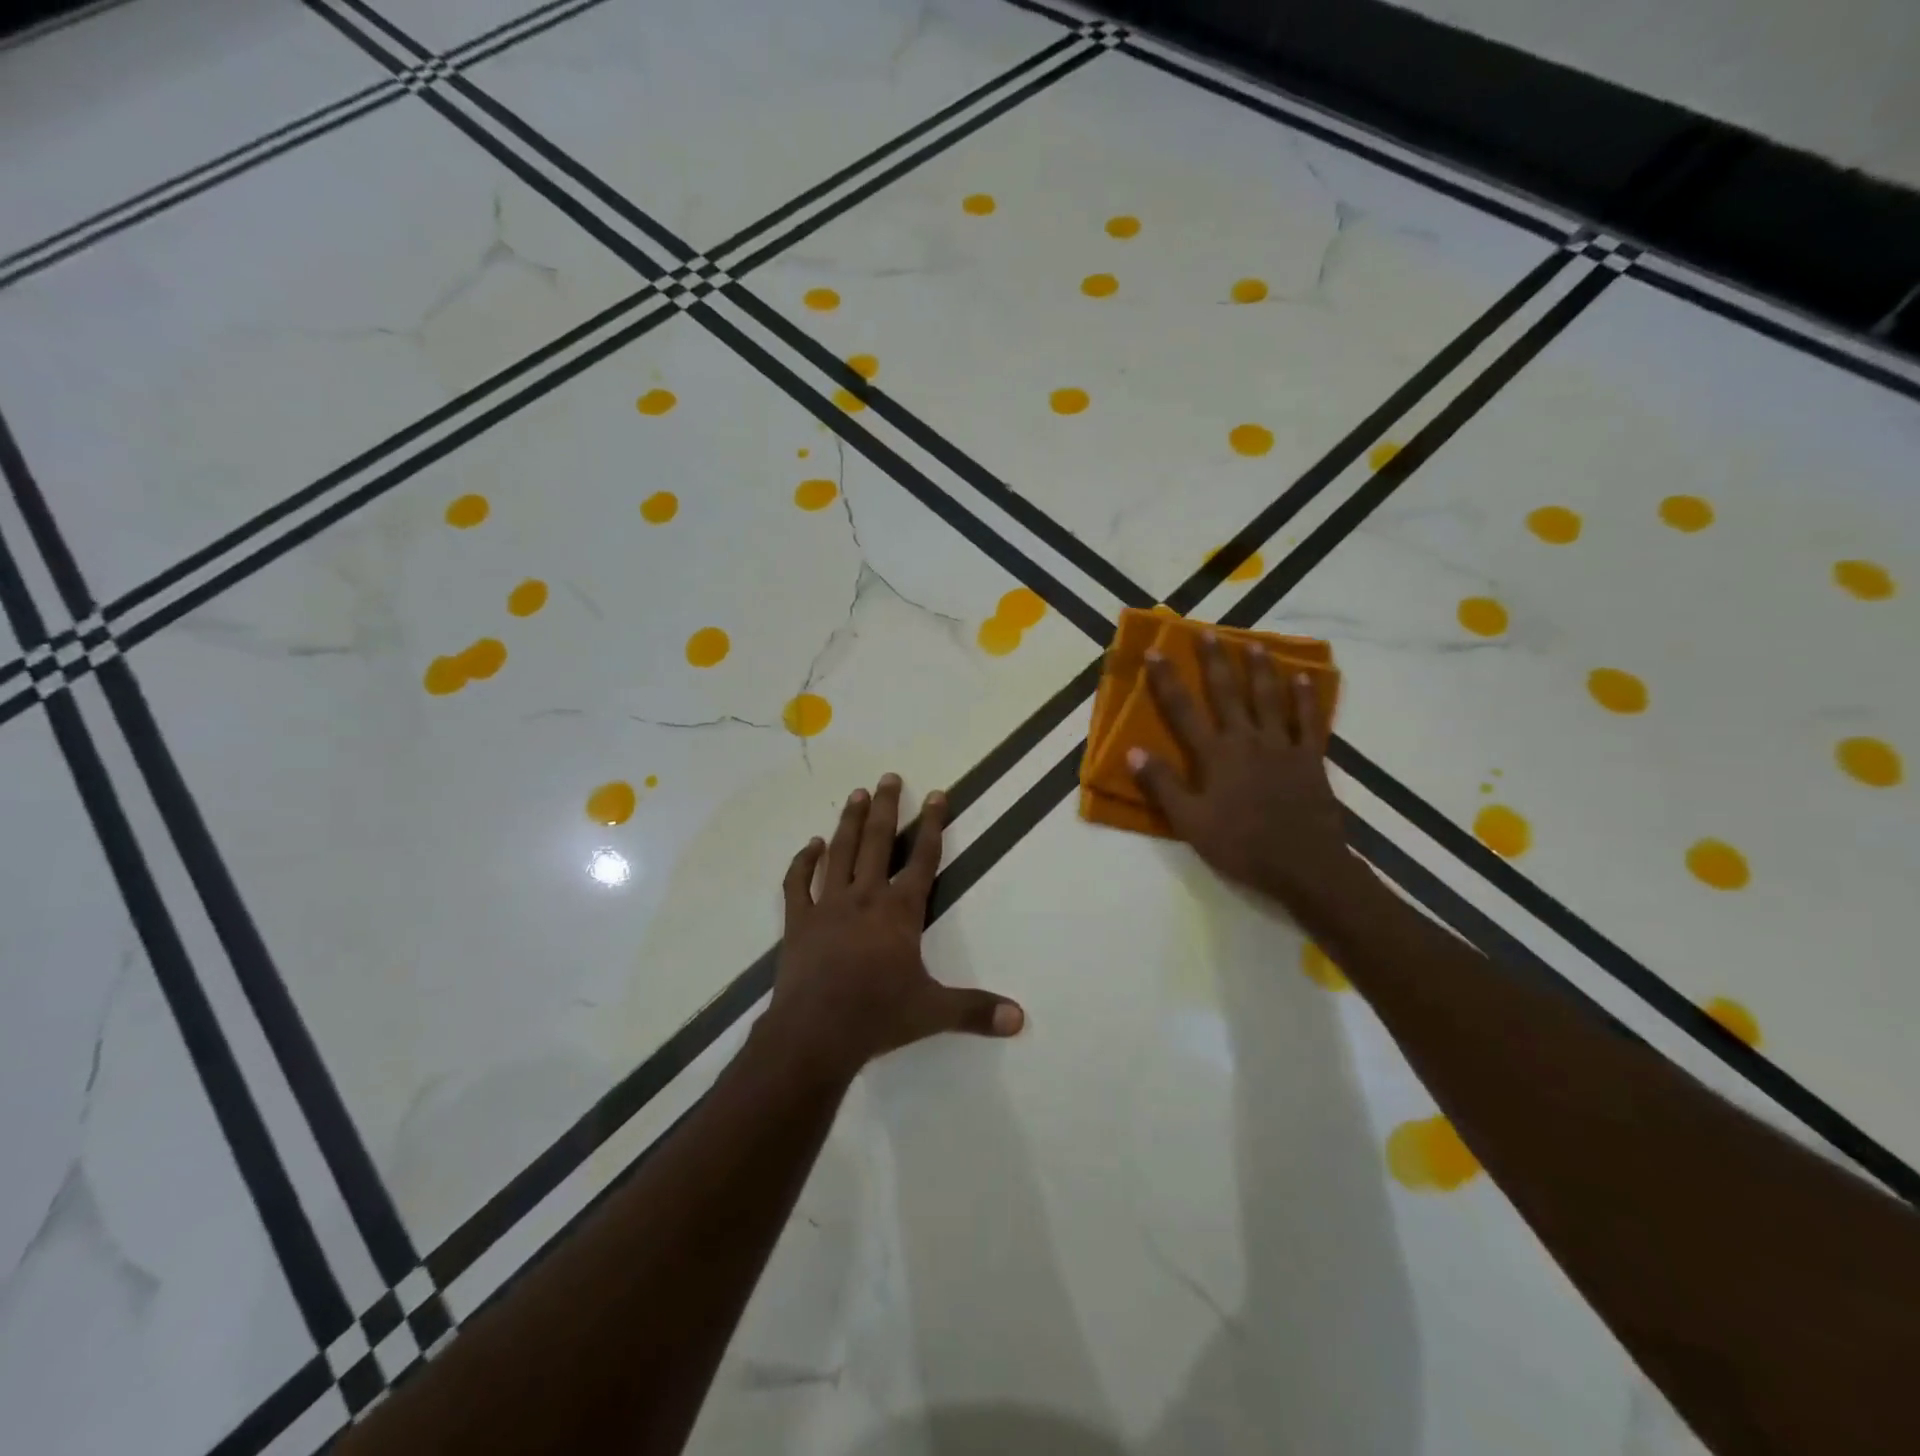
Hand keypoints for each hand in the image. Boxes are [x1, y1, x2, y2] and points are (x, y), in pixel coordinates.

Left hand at [764, 774, 1024, 1081]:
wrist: (814, 1034)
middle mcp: (864, 898)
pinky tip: (810, 846)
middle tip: (889, 777)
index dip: (931, 825)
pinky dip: (803, 862)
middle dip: (886, 808)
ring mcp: (827, 906)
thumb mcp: (933, 1012)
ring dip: (849, 822)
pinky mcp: (798, 922)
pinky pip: (798, 884)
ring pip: (840, 852)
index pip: (922, 859)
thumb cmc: (877, 1016)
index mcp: (899, 911)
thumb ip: (976, 1010)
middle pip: (876, 842)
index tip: (935, 794)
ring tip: (856, 794)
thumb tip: (1020, 1019)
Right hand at [1129, 633, 1367, 911]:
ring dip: (1260, 670)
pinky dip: (1304, 698)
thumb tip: (1133, 751)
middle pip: (1228, 693)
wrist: (1304, 866)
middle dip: (1215, 661)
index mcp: (1215, 755)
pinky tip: (1302, 678)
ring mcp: (1283, 746)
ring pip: (1269, 698)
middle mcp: (1247, 740)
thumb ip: (1163, 785)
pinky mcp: (1311, 758)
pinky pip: (1308, 721)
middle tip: (1208, 632)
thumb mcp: (1190, 822)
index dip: (1167, 680)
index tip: (1155, 651)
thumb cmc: (1241, 845)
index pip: (1183, 710)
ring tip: (1254, 644)